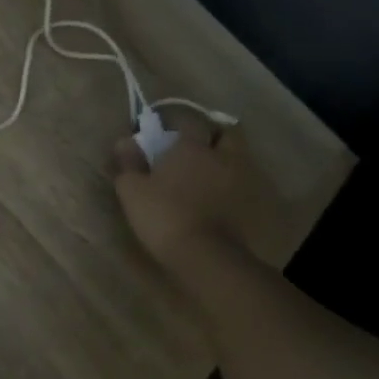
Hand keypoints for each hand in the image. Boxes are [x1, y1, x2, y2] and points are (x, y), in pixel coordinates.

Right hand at [112, 116, 285, 265]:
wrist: (206, 256)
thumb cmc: (164, 215)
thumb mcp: (132, 190)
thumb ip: (129, 163)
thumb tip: (124, 141)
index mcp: (192, 147)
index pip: (190, 122)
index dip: (181, 125)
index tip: (169, 135)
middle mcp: (222, 157)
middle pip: (228, 134)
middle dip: (216, 136)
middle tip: (201, 149)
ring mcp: (242, 180)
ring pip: (241, 159)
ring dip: (229, 161)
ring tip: (213, 175)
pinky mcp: (253, 206)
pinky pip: (247, 186)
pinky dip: (237, 187)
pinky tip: (224, 199)